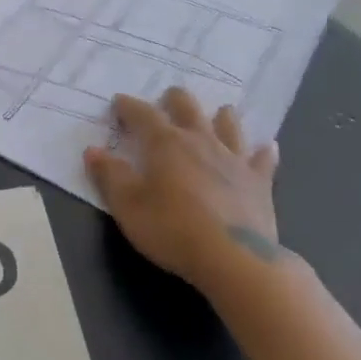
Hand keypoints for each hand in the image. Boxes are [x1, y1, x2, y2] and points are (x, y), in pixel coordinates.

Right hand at [84, 89, 287, 292]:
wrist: (235, 259)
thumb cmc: (173, 229)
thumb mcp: (128, 206)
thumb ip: (110, 175)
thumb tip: (93, 150)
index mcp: (166, 143)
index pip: (143, 114)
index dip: (128, 106)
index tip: (118, 102)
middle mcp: (201, 141)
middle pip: (188, 107)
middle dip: (174, 100)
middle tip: (167, 100)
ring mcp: (234, 159)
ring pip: (228, 125)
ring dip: (220, 117)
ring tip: (218, 113)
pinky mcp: (259, 182)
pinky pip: (263, 160)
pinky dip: (263, 152)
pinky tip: (267, 147)